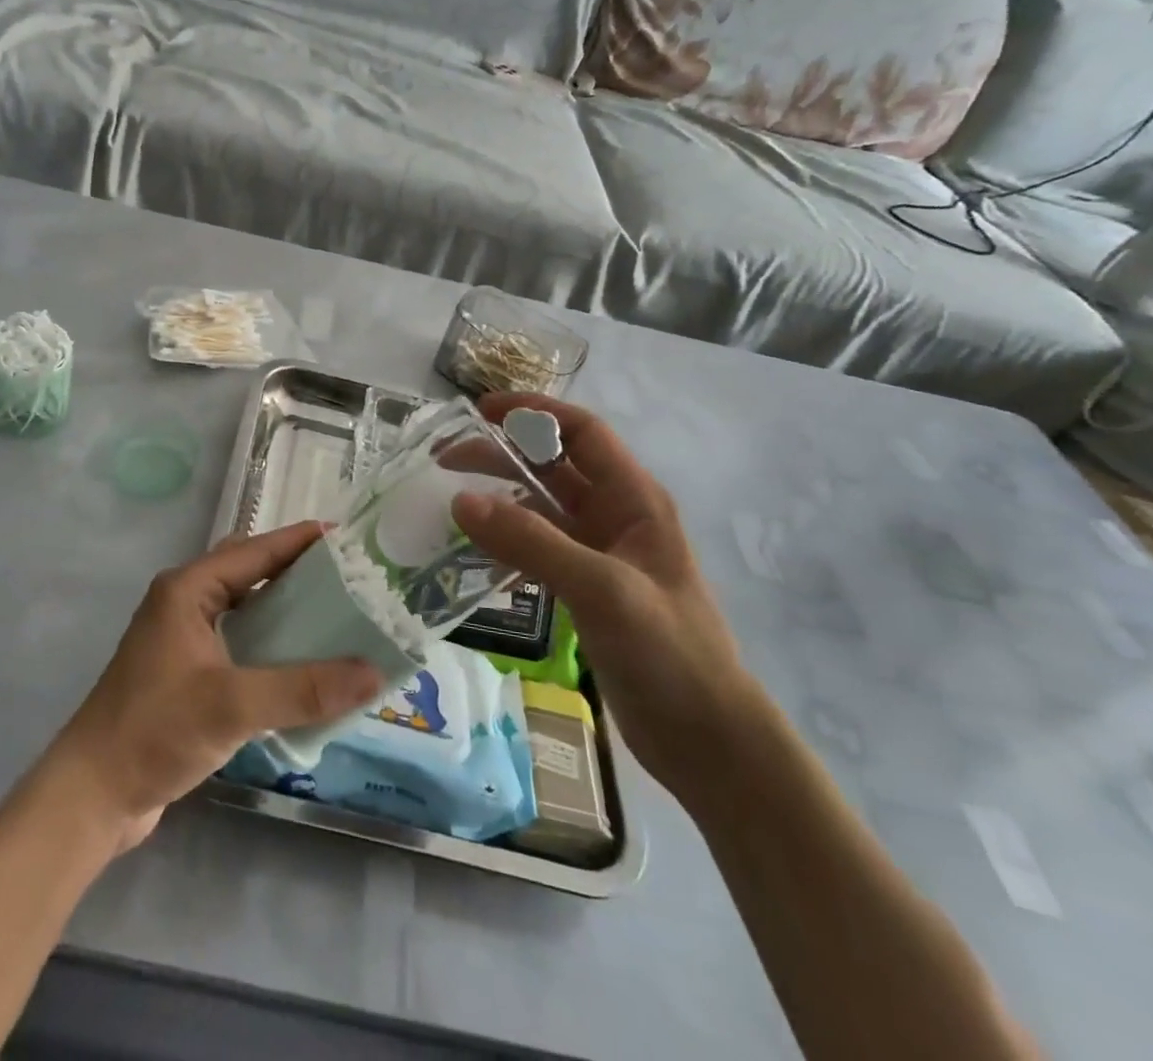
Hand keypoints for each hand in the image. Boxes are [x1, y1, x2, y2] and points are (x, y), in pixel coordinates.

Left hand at [45, 523, 383, 851]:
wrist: (92, 795)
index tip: (348, 538)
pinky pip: (240, 642)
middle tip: (349, 579)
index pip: (254, 550)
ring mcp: (184, 638)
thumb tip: (373, 674)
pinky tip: (303, 665)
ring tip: (338, 616)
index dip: (300, 541)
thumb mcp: (231, 706)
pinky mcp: (188, 673)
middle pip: (250, 572)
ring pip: (245, 608)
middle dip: (296, 571)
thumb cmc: (154, 731)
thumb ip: (302, 689)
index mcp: (188, 590)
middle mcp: (185, 603)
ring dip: (285, 609)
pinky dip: (271, 644)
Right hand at [453, 393, 763, 802]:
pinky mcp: (585, 589)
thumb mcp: (602, 588)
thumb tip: (461, 500)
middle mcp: (616, 517)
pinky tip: (475, 556)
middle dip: (501, 455)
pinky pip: (536, 549)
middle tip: (444, 461)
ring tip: (450, 505)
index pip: (581, 432)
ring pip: (540, 509)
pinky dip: (505, 543)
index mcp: (634, 500)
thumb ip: (531, 542)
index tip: (479, 411)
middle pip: (552, 466)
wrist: (708, 740)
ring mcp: (599, 555)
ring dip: (498, 499)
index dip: (533, 412)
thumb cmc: (669, 653)